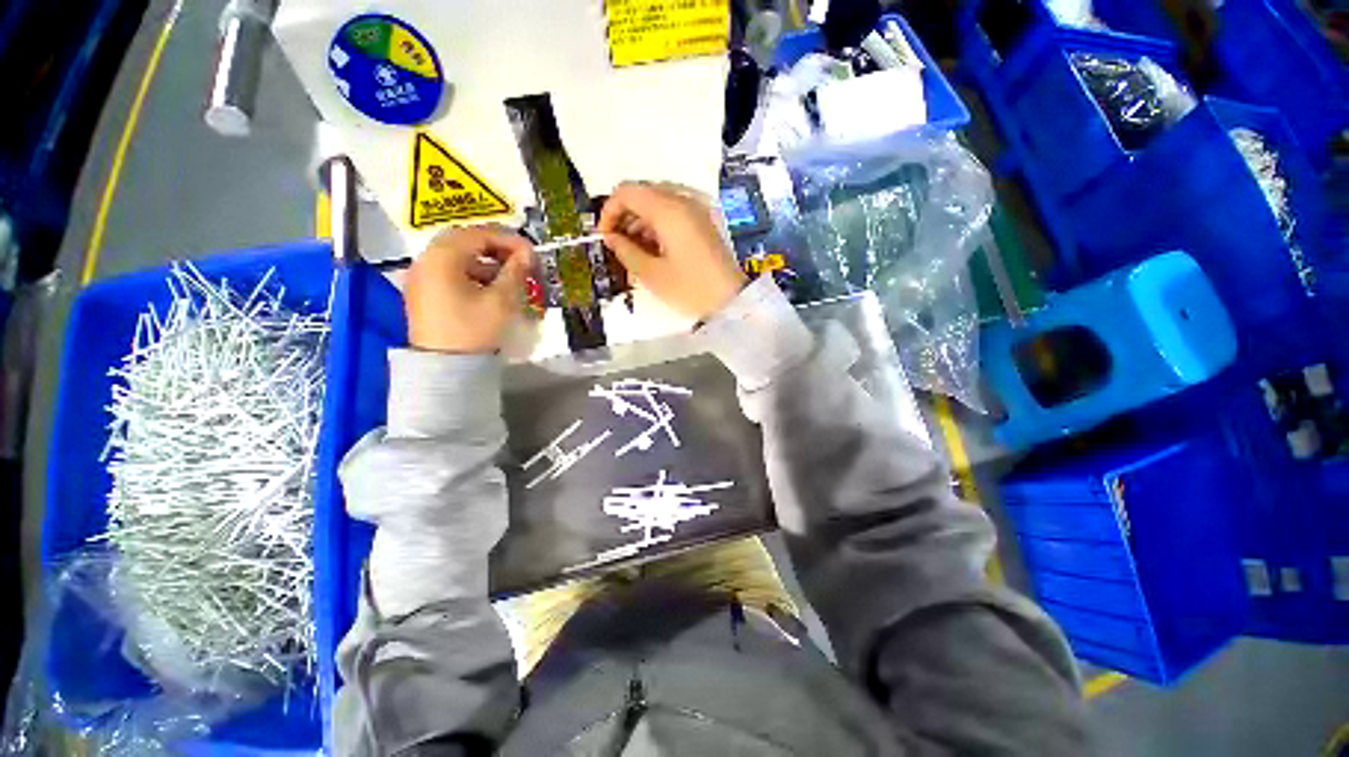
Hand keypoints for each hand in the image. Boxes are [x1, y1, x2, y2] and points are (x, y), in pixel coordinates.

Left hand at [405, 226, 533, 353]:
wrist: (444, 367)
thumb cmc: (474, 329)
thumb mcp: (501, 300)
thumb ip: (515, 272)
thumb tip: (527, 255)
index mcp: (443, 256)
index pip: (480, 234)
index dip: (510, 240)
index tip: (533, 253)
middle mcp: (427, 259)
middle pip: (466, 241)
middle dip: (498, 248)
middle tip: (522, 260)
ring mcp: (422, 276)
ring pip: (458, 256)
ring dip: (486, 261)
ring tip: (510, 277)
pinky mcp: (423, 292)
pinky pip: (450, 271)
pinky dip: (472, 273)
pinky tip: (490, 288)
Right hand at [599, 182, 747, 319]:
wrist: (731, 301)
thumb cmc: (690, 289)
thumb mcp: (652, 274)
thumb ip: (625, 251)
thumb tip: (610, 238)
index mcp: (668, 209)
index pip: (626, 192)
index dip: (609, 212)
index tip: (605, 238)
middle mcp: (683, 200)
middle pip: (642, 194)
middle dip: (624, 217)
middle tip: (618, 247)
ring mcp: (696, 210)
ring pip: (657, 203)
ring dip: (640, 223)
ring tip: (634, 253)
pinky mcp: (703, 222)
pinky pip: (672, 214)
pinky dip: (657, 227)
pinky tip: (653, 251)